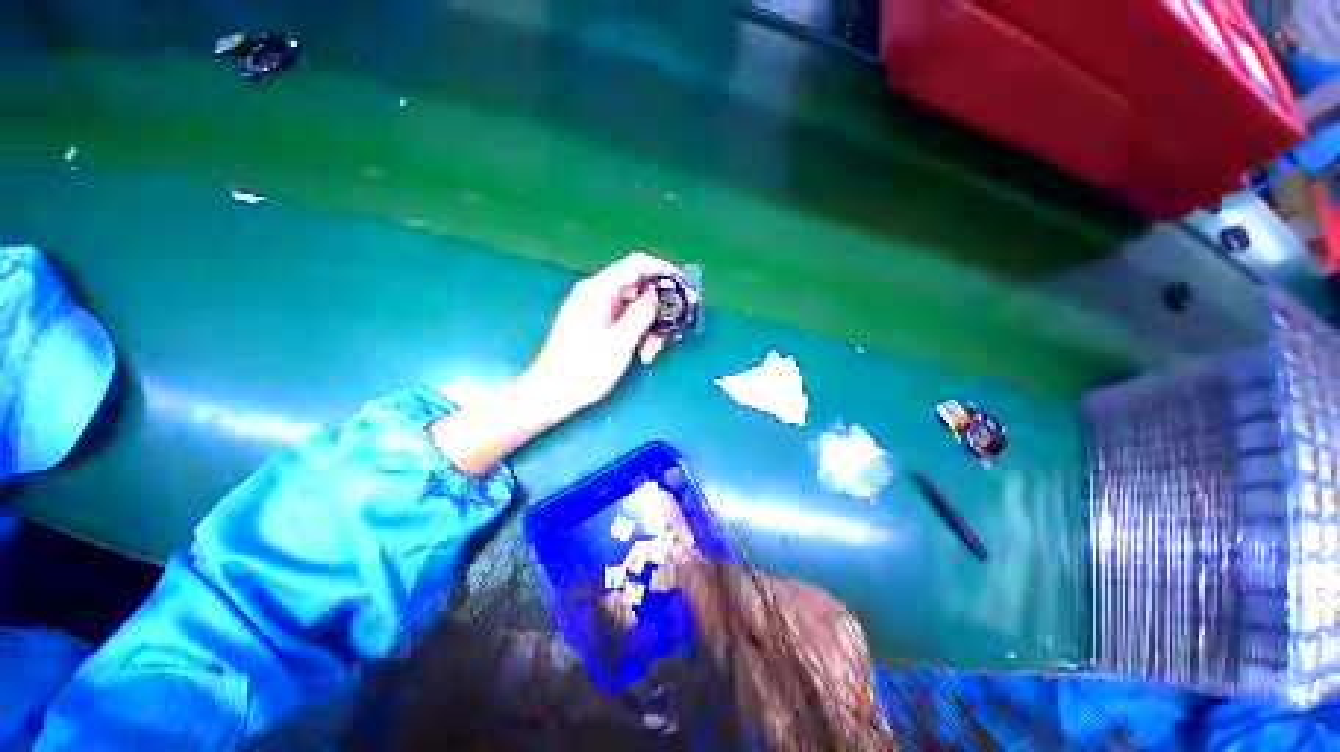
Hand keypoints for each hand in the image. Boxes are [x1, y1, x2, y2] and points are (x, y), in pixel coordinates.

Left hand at [525, 252, 679, 422]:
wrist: (551, 394)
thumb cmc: (583, 369)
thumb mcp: (619, 343)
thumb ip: (641, 314)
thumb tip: (658, 295)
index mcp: (598, 291)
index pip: (636, 264)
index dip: (663, 270)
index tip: (684, 287)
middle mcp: (597, 294)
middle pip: (638, 288)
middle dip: (657, 311)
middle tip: (669, 333)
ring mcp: (597, 309)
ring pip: (635, 308)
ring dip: (649, 329)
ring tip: (649, 354)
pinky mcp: (598, 324)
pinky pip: (625, 320)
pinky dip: (637, 335)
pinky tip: (641, 356)